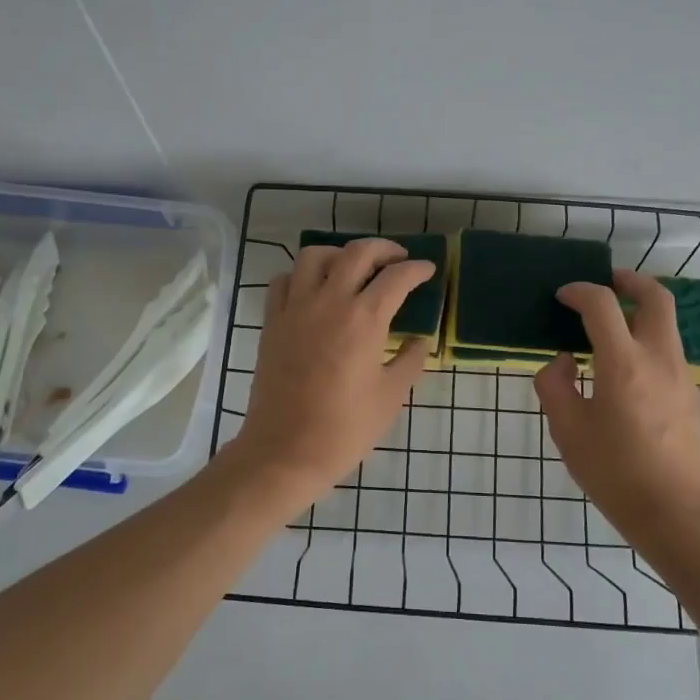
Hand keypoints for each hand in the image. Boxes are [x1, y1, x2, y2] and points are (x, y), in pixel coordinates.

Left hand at [230, 238, 434, 505]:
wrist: (285, 451)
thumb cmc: (345, 428)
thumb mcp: (391, 396)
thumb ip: (411, 361)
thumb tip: (421, 341)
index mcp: (364, 319)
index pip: (397, 277)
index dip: (417, 269)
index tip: (428, 271)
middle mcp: (329, 302)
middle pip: (358, 253)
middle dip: (384, 249)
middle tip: (398, 260)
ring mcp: (295, 309)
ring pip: (315, 256)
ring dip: (339, 254)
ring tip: (353, 268)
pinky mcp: (272, 322)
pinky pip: (284, 281)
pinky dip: (302, 275)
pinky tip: (314, 290)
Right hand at [535, 270, 699, 533]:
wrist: (674, 511)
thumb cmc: (614, 471)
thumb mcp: (567, 430)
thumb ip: (555, 386)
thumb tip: (562, 362)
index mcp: (623, 362)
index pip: (602, 305)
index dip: (579, 291)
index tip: (562, 296)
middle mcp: (658, 357)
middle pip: (655, 297)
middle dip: (630, 281)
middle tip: (607, 282)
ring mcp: (680, 374)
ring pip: (666, 321)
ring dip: (640, 309)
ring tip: (611, 320)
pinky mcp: (689, 392)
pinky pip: (668, 347)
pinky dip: (647, 335)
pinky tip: (624, 360)